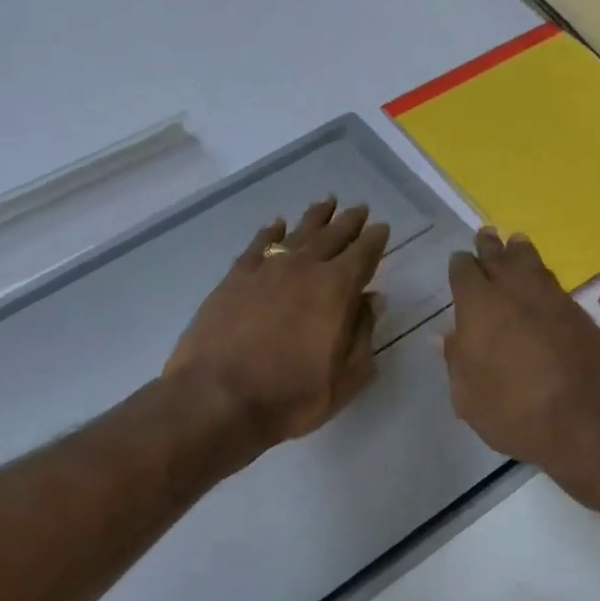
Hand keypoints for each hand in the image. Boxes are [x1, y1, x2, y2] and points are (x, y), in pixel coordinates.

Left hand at [166, 198, 390, 454]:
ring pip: (296, 233)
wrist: (218, 398)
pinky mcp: (234, 278)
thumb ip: (363, 335)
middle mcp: (303, 269)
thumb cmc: (290, 396)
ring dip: (314, 217)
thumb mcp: (344, 378)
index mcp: (336, 289)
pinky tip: (277, 225)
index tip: (381, 228)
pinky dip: (271, 233)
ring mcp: (265, 269)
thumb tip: (372, 299)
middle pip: (332, 236)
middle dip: (349, 222)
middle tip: (359, 208)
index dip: (375, 240)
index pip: (363, 254)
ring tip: (327, 202)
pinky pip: (258, 245)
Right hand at [444, 227, 599, 501]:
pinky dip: (543, 277)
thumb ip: (457, 362)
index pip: (465, 273)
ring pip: (532, 264)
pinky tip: (541, 283)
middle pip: (500, 258)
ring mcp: (554, 300)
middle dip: (490, 247)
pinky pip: (554, 284)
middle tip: (486, 234)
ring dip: (520, 252)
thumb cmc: (515, 413)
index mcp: (480, 307)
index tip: (460, 262)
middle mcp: (516, 292)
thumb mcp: (469, 398)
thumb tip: (446, 337)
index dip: (461, 266)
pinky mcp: (581, 315)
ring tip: (516, 243)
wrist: (590, 422)